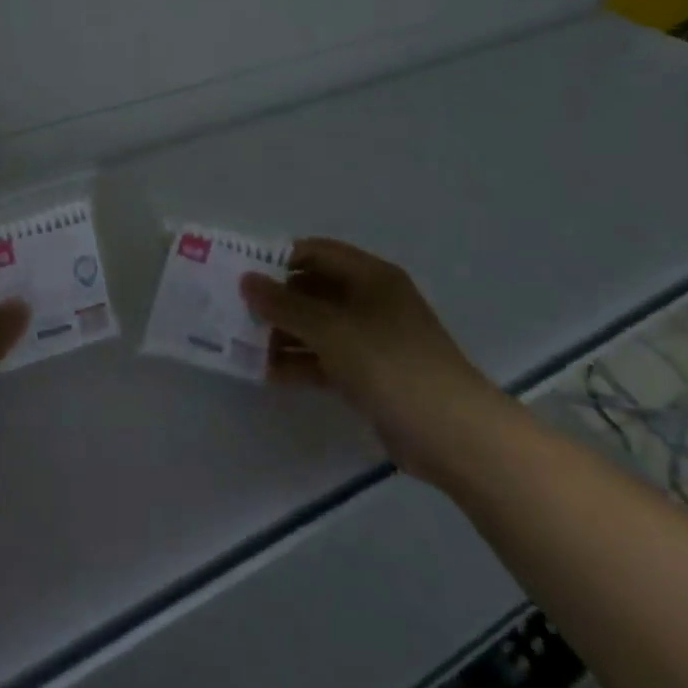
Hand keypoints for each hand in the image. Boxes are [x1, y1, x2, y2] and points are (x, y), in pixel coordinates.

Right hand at [241, 238, 514, 484]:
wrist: (453, 434)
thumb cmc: (390, 363)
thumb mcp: (331, 329)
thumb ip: (285, 305)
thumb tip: (246, 280)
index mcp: (370, 277)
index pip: (316, 252)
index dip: (279, 259)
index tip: (241, 272)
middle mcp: (370, 301)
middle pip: (313, 290)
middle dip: (276, 300)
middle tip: (235, 311)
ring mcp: (371, 339)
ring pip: (317, 327)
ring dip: (283, 334)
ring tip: (242, 344)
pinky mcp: (369, 374)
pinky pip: (325, 358)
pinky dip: (299, 362)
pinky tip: (267, 373)